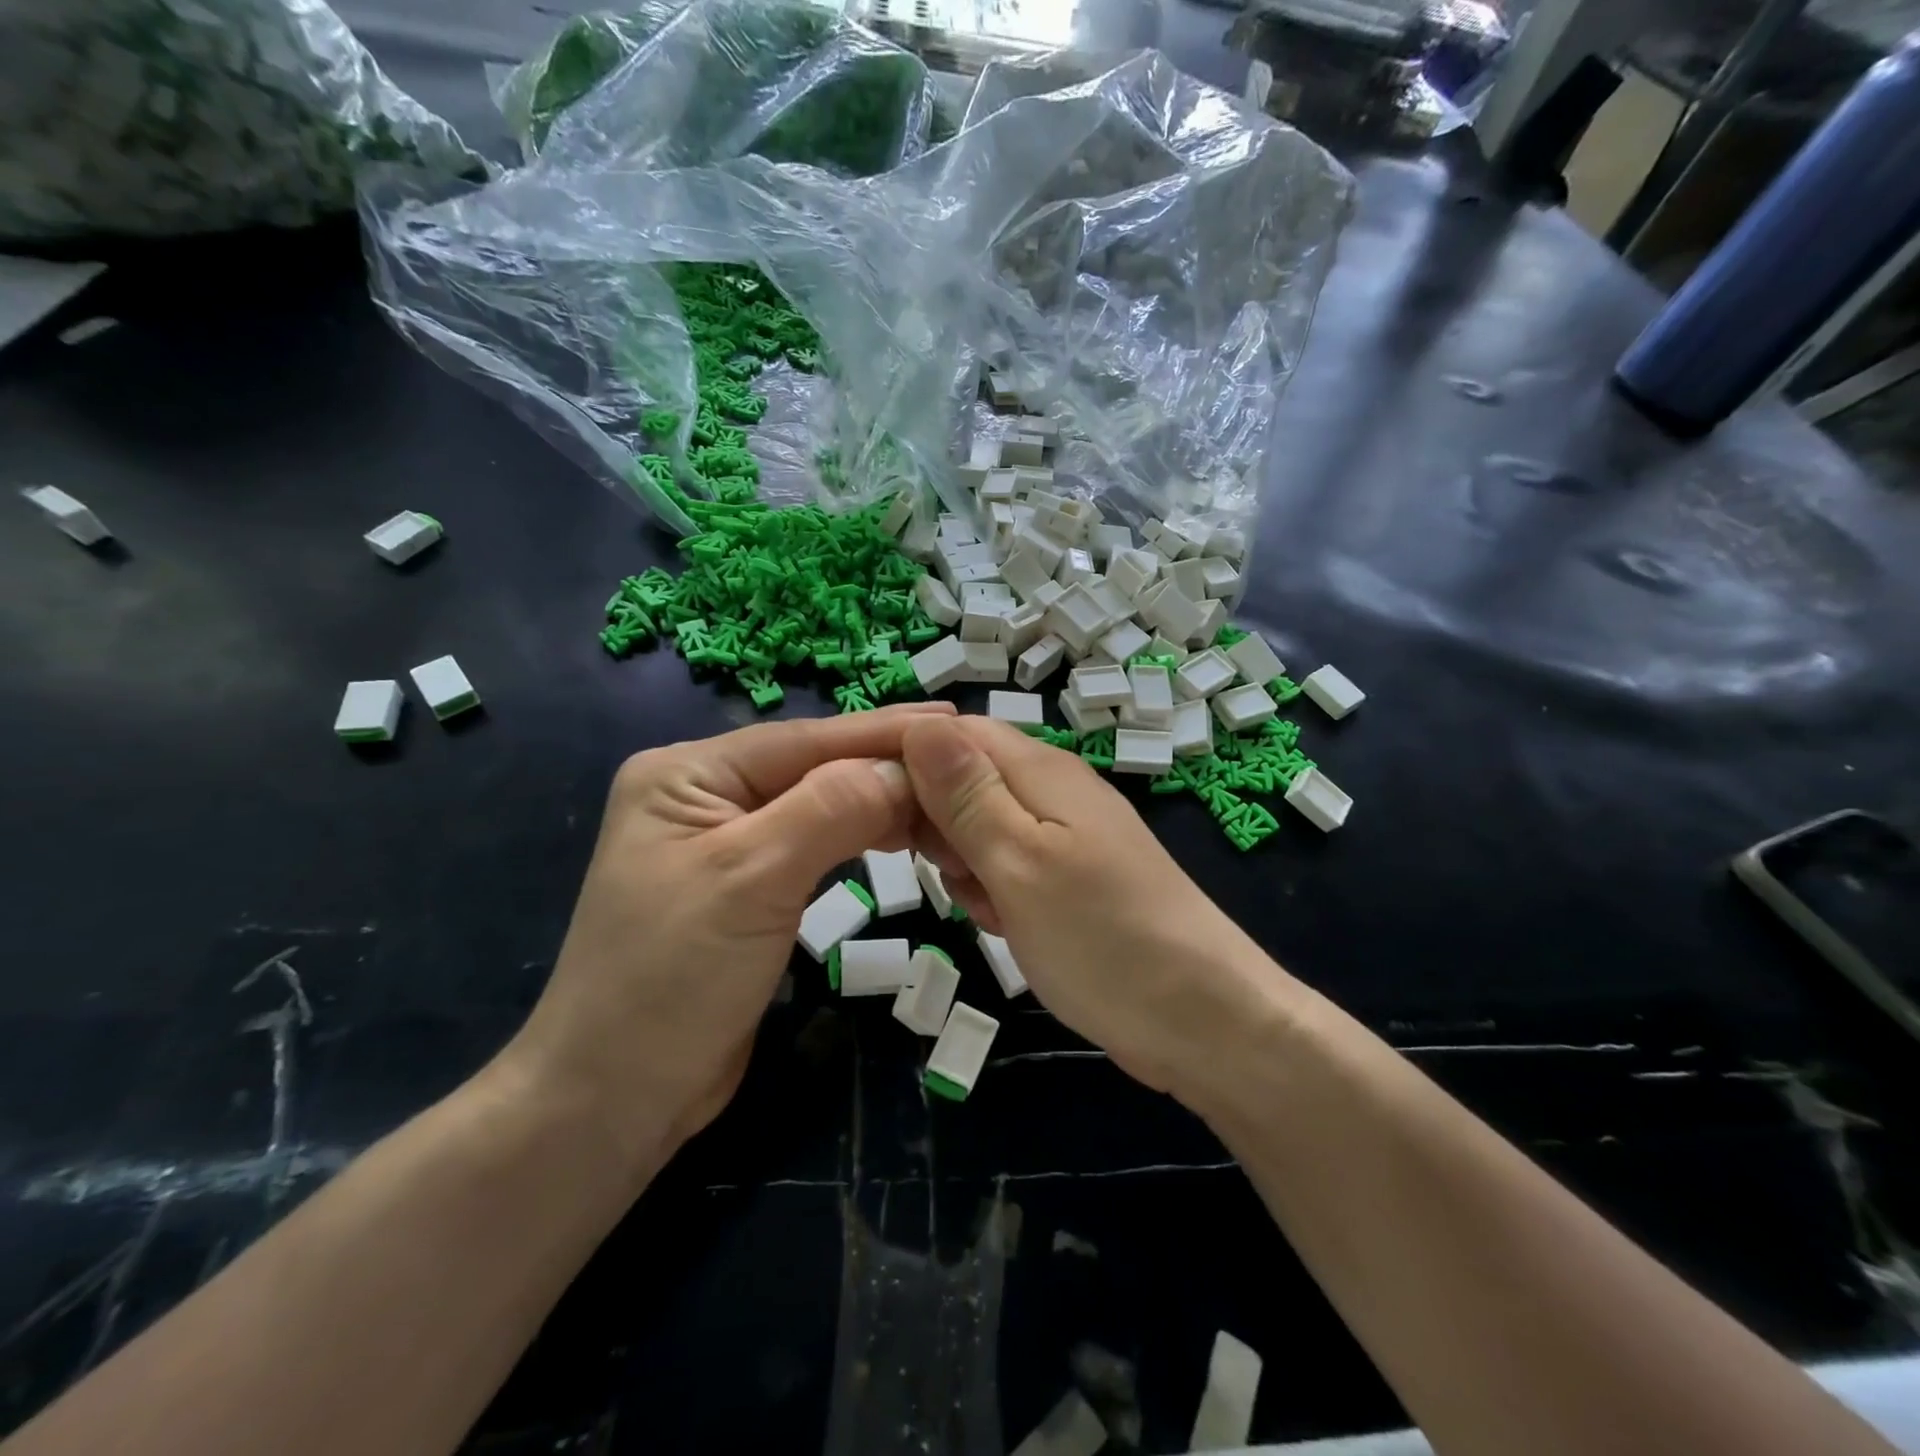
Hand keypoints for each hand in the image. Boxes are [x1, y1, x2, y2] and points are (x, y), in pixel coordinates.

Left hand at [499, 703, 955, 1173]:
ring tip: (946, 796)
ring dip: (880, 803)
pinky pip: (815, 845)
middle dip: (886, 768)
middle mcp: (705, 795)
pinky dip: (860, 838)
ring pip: (819, 805)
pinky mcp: (747, 886)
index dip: (883, 732)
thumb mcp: (752, 879)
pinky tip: (901, 832)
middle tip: (965, 762)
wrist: (616, 1098)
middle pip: (813, 768)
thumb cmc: (672, 979)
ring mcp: (725, 842)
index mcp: (687, 773)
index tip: (954, 722)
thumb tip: (907, 768)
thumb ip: (830, 809)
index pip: (804, 740)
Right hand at [901, 714, 1285, 1103]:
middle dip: (935, 824)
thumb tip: (918, 725)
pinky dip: (993, 893)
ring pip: (979, 830)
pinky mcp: (1069, 880)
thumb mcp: (1020, 863)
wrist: (1203, 1021)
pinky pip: (1007, 868)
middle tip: (947, 873)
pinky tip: (1007, 926)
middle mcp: (1051, 792)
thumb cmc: (1104, 939)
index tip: (863, 806)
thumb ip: (966, 795)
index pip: (950, 732)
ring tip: (986, 907)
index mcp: (1039, 771)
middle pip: (962, 780)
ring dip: (964, 866)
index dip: (902, 757)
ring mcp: (1063, 838)